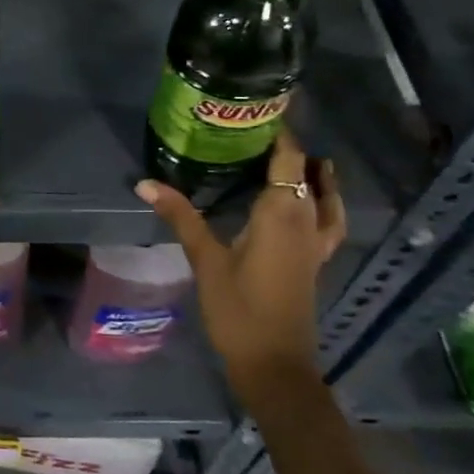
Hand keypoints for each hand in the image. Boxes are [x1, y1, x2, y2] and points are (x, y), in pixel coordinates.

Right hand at [135, 121, 344, 391]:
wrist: (274, 366)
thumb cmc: (239, 310)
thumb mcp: (205, 260)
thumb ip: (180, 216)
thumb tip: (145, 182)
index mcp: (281, 215)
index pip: (289, 159)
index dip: (281, 131)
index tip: (260, 108)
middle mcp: (305, 222)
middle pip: (307, 173)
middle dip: (289, 147)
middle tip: (257, 128)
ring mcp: (316, 244)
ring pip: (325, 197)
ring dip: (314, 174)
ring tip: (298, 157)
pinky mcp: (315, 261)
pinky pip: (328, 220)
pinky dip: (324, 202)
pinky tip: (308, 203)